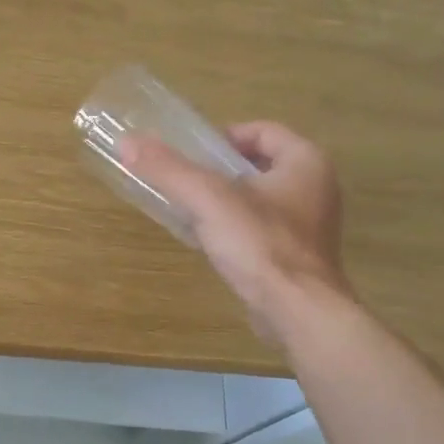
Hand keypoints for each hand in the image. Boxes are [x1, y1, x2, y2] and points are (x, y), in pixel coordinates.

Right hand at [121, 121, 350, 339]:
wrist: (297, 312)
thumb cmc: (260, 244)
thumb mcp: (207, 199)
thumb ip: (168, 169)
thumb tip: (127, 142)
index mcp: (305, 162)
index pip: (262, 130)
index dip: (224, 137)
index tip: (193, 155)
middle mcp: (315, 187)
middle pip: (259, 164)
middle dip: (221, 170)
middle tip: (186, 182)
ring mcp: (310, 225)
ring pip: (260, 198)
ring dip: (226, 200)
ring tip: (191, 210)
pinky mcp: (298, 256)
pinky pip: (262, 228)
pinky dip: (236, 228)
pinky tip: (209, 241)